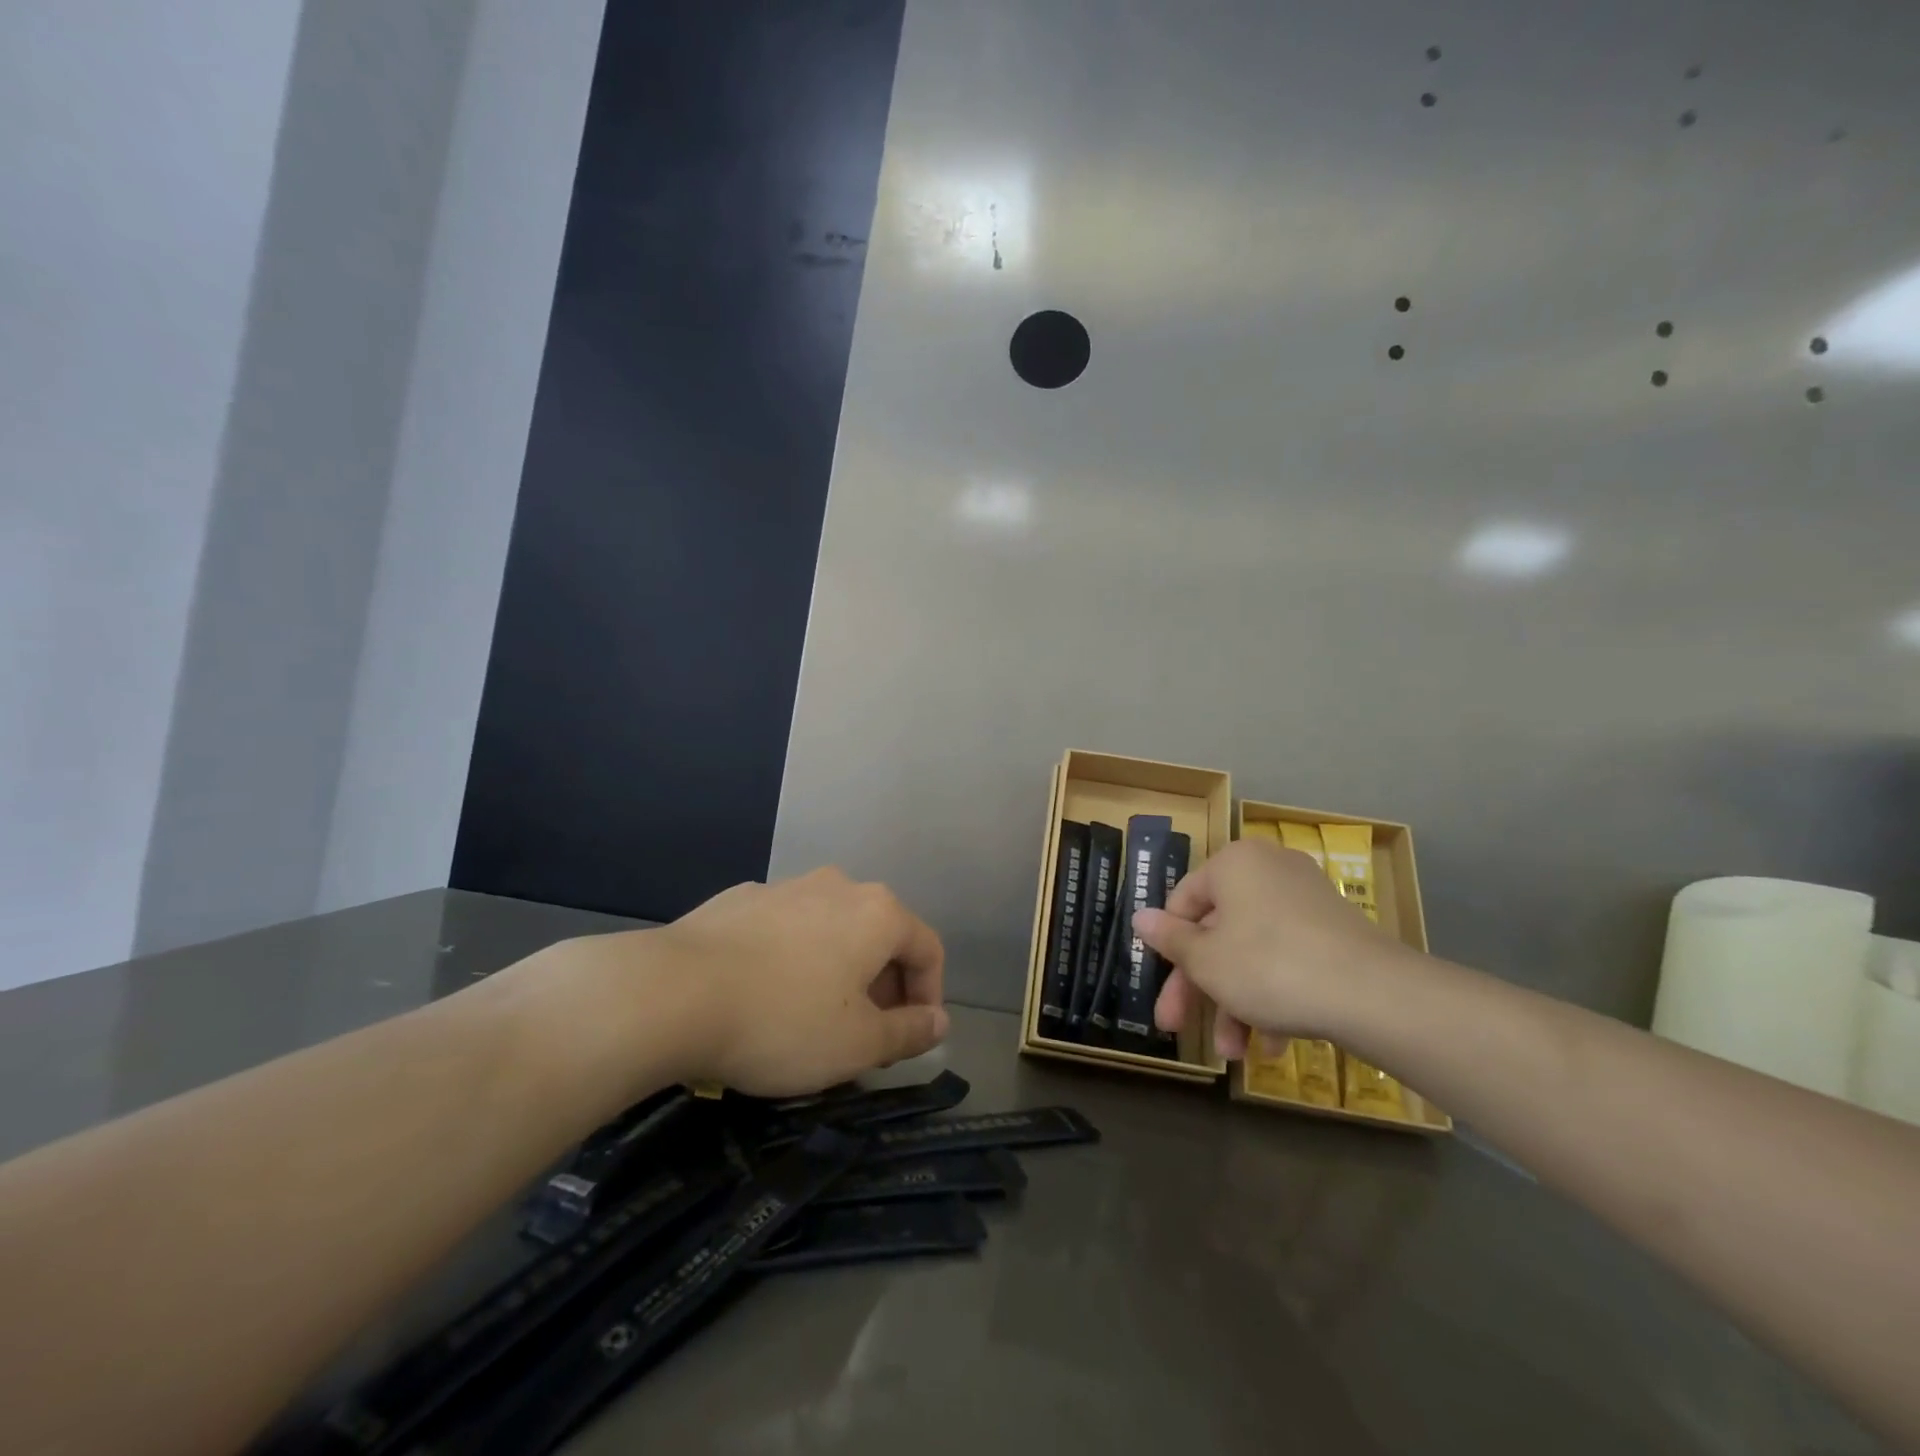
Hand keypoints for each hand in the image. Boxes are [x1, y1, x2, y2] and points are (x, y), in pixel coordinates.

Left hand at [641, 868, 948, 1097]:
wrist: (671, 993)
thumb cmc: (783, 1020)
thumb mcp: (858, 1044)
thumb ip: (909, 1032)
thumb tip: (939, 1023)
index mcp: (878, 912)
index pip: (927, 950)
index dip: (929, 998)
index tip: (910, 1041)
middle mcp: (838, 886)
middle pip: (880, 936)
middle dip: (883, 988)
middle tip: (865, 1038)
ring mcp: (785, 887)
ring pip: (831, 931)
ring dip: (838, 972)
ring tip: (814, 1019)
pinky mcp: (740, 899)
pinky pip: (785, 930)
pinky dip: (792, 960)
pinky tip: (764, 995)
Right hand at [1132, 840, 1413, 1059]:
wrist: (1373, 994)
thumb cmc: (1269, 966)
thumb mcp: (1205, 960)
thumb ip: (1169, 939)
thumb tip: (1140, 917)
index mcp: (1233, 864)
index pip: (1183, 902)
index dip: (1169, 950)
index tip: (1163, 990)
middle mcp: (1268, 871)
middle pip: (1218, 932)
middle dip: (1201, 988)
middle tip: (1181, 1028)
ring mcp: (1307, 900)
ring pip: (1253, 951)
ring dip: (1237, 1002)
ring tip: (1237, 1054)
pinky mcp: (1336, 931)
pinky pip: (1289, 958)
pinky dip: (1275, 996)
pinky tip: (1274, 1045)